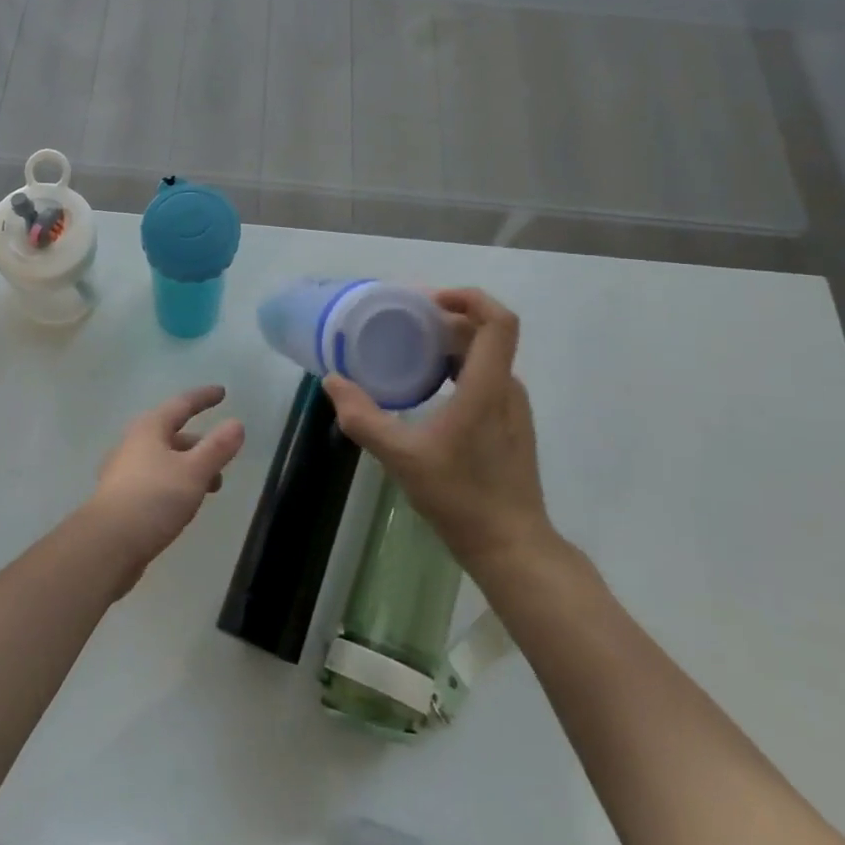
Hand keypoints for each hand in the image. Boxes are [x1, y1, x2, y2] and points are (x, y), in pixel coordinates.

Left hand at [84, 385, 245, 580]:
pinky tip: (183, 504)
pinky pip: (155, 481)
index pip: (181, 404)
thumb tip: (236, 424)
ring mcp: (123, 472)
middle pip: (171, 434)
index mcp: (149, 429)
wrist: (106, 545)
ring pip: (164, 460)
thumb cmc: (153, 499)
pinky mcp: (121, 499)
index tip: (222, 392)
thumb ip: (217, 448)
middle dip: (199, 443)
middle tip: (222, 456)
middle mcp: (133, 444)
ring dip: (189, 467)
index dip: (203, 398)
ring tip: (211, 488)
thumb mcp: (193, 472)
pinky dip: (175, 484)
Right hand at [323, 289, 551, 569]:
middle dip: (444, 319)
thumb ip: (364, 418)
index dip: (469, 297)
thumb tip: (333, 382)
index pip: (498, 321)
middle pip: (484, 333)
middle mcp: (507, 388)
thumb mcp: (402, 457)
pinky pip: (484, 377)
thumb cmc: (462, 497)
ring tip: (407, 350)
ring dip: (449, 344)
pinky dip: (456, 367)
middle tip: (400, 322)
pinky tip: (426, 388)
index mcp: (489, 386)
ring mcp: (512, 407)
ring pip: (484, 356)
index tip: (427, 301)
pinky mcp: (509, 425)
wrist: (512, 547)